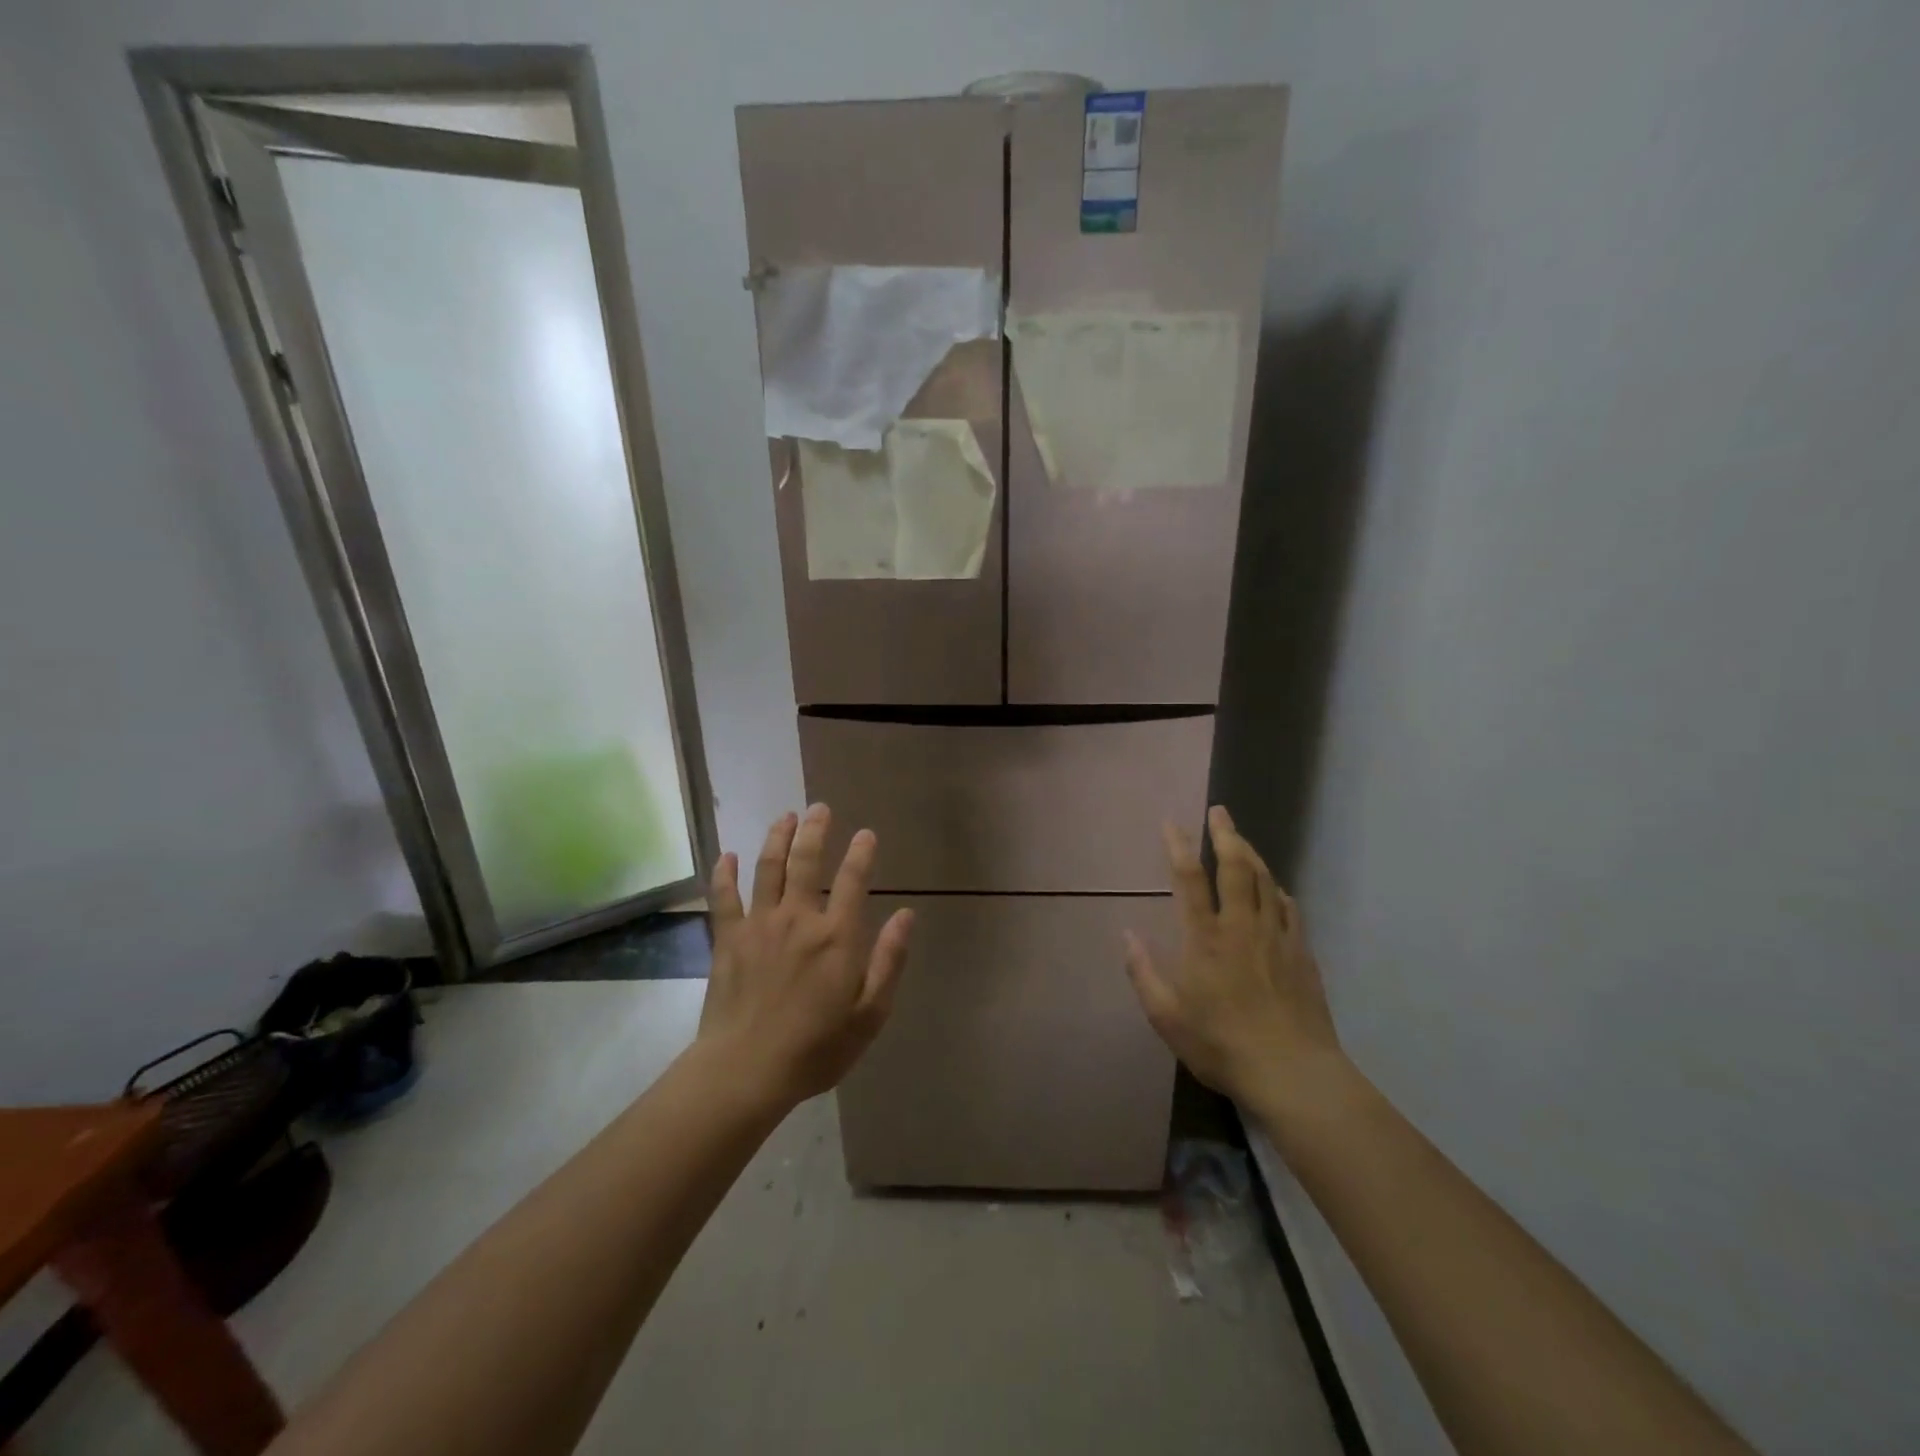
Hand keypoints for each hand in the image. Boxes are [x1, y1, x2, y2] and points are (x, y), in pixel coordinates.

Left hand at [698, 804, 913, 1110]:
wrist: (746, 1070)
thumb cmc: (816, 1048)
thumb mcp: (869, 1014)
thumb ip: (889, 960)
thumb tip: (907, 915)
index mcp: (836, 936)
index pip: (854, 880)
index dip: (861, 853)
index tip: (866, 834)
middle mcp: (799, 918)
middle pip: (807, 861)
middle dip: (815, 830)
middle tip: (820, 809)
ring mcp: (759, 925)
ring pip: (768, 868)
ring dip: (777, 838)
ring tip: (785, 816)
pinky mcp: (728, 939)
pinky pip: (724, 897)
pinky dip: (724, 874)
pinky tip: (725, 855)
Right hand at [1124, 805, 1344, 1111]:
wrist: (1293, 1073)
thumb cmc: (1221, 1044)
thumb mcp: (1166, 1017)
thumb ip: (1144, 972)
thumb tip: (1126, 934)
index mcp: (1205, 937)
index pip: (1189, 878)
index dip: (1178, 845)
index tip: (1171, 822)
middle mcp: (1242, 926)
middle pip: (1236, 867)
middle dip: (1225, 834)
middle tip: (1219, 811)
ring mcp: (1277, 938)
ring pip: (1266, 882)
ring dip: (1252, 855)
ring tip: (1242, 840)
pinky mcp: (1302, 954)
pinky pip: (1290, 910)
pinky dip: (1279, 892)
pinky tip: (1277, 891)